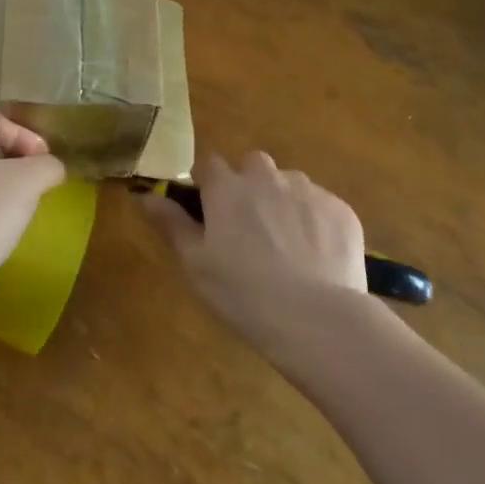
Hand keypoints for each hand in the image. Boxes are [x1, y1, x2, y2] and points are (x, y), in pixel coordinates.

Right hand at [141, 152, 367, 359]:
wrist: (318, 319)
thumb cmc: (244, 294)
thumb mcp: (196, 264)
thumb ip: (171, 223)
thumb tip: (144, 194)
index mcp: (227, 188)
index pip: (208, 164)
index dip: (208, 185)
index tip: (210, 211)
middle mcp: (266, 177)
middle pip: (253, 166)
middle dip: (250, 186)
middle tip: (251, 230)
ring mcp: (308, 190)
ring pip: (289, 184)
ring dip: (283, 202)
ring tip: (288, 247)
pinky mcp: (341, 209)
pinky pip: (321, 206)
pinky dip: (316, 223)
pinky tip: (317, 258)